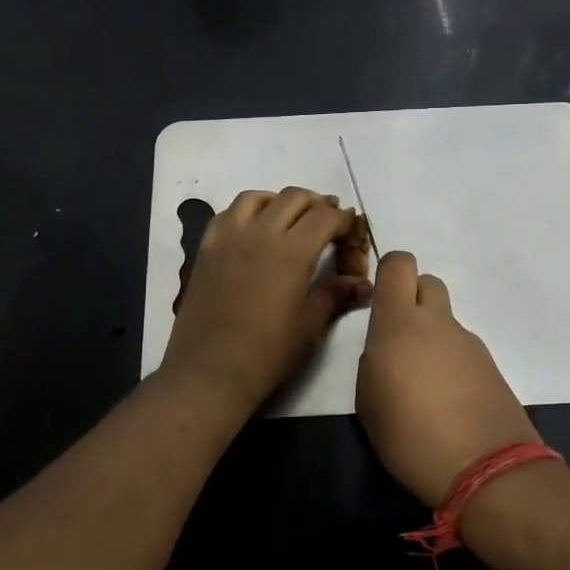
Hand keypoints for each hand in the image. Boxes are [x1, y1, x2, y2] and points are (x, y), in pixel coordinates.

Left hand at [160, 188, 372, 415]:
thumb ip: (335, 295)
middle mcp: (259, 233)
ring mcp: (228, 238)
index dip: (343, 219)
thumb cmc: (267, 354)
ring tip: (290, 217)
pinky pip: (228, 214)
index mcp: (291, 252)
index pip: (325, 217)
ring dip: (280, 200)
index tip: (352, 227)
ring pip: (257, 197)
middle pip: (293, 197)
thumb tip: (363, 283)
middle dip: (317, 203)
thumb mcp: (310, 326)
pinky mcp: (206, 249)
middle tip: (328, 219)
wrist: (209, 372)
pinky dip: (248, 211)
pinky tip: (254, 229)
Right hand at [356, 252, 541, 507]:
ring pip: (445, 318)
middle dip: (413, 300)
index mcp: (399, 324)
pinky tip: (449, 401)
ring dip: (433, 336)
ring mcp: (468, 341)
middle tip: (402, 340)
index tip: (380, 301)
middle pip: (427, 282)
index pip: (399, 263)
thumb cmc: (410, 438)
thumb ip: (374, 361)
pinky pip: (462, 347)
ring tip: (425, 384)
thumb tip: (387, 351)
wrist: (485, 468)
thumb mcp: (369, 402)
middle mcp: (436, 323)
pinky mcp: (490, 364)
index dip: (389, 272)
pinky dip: (452, 361)